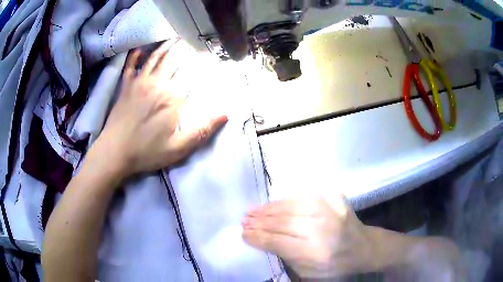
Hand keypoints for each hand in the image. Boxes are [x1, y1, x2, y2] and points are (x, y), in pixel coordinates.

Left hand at [95, 39, 227, 177]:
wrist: (114, 152)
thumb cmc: (146, 152)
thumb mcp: (179, 148)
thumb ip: (202, 130)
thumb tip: (225, 114)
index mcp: (172, 98)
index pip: (191, 73)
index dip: (201, 61)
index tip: (208, 53)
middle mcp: (157, 84)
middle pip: (173, 60)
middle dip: (185, 49)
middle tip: (193, 40)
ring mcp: (139, 83)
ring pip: (155, 58)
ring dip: (165, 47)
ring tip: (174, 38)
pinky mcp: (126, 87)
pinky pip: (131, 66)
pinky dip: (136, 56)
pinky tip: (140, 49)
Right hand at [242, 196, 373, 277]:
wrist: (363, 246)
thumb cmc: (334, 265)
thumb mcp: (307, 272)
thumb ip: (285, 257)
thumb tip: (262, 240)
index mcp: (314, 252)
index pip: (277, 241)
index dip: (257, 237)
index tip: (243, 234)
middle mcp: (321, 228)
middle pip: (281, 223)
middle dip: (258, 222)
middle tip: (243, 220)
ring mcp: (329, 209)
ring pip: (289, 207)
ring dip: (267, 210)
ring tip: (251, 211)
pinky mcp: (333, 197)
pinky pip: (301, 198)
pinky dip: (283, 202)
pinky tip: (271, 205)